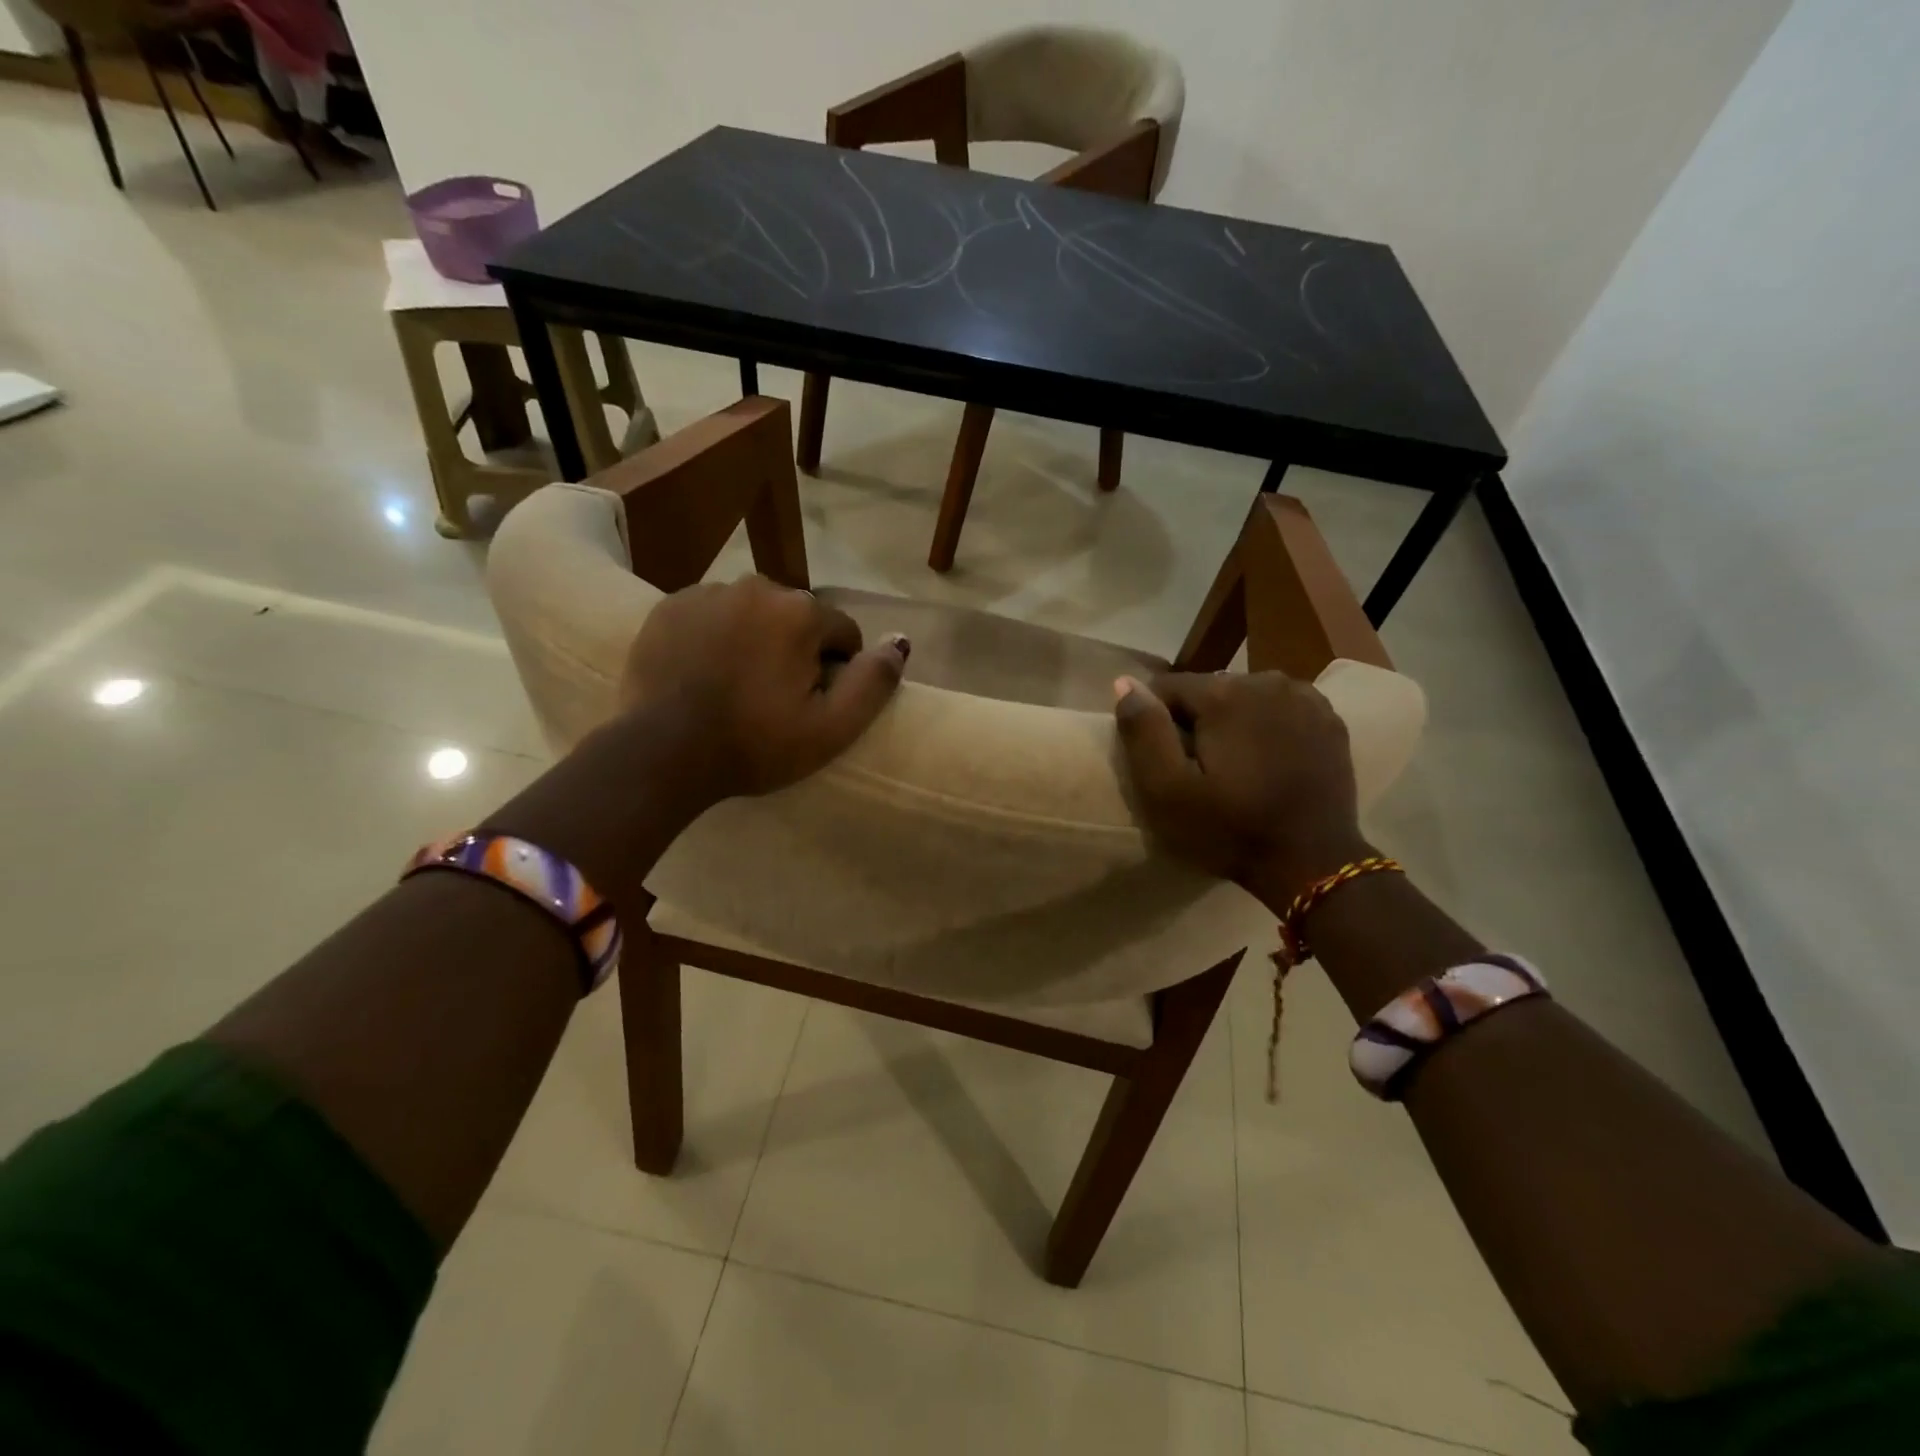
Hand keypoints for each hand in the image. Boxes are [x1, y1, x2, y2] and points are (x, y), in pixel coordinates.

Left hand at [618, 575, 908, 802]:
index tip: (811, 704)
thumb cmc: (755, 744)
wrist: (662, 752)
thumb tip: (901, 642)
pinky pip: (712, 615)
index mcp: (800, 612)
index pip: (842, 633)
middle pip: (797, 619)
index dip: (835, 671)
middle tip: (772, 699)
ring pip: (753, 614)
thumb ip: (874, 682)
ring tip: (736, 686)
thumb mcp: (831, 729)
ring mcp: (707, 592)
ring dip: (756, 640)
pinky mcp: (669, 606)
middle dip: (795, 650)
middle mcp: (757, 586)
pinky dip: (717, 637)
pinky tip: (704, 673)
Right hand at [1113, 671, 1369, 909]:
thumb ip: (1143, 731)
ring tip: (1235, 767)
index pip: (1166, 688)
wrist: (1313, 865)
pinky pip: (1280, 710)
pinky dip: (1268, 727)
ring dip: (1232, 722)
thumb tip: (1124, 682)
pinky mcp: (1329, 720)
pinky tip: (1268, 761)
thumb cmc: (1230, 830)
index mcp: (1223, 693)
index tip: (1166, 763)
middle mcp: (1266, 680)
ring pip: (1245, 697)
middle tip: (1200, 771)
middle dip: (1197, 721)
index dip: (1156, 724)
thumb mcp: (1167, 790)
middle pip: (1208, 690)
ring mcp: (1305, 698)